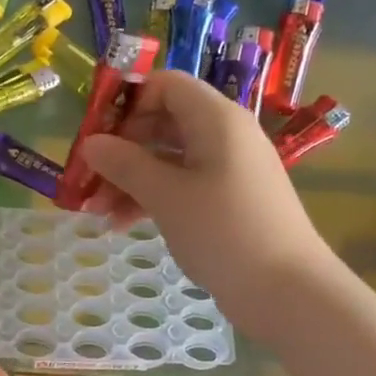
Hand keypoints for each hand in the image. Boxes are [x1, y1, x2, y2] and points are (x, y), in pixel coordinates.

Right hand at [79, 71, 336, 339]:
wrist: (287, 291)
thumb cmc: (224, 231)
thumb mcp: (166, 196)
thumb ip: (125, 164)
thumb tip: (91, 143)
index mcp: (216, 118)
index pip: (165, 85)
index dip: (127, 102)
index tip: (96, 133)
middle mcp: (224, 135)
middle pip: (163, 122)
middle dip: (122, 149)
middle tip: (89, 178)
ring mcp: (228, 169)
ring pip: (169, 158)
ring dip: (131, 179)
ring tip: (98, 212)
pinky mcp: (228, 200)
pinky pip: (182, 185)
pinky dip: (153, 198)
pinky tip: (123, 225)